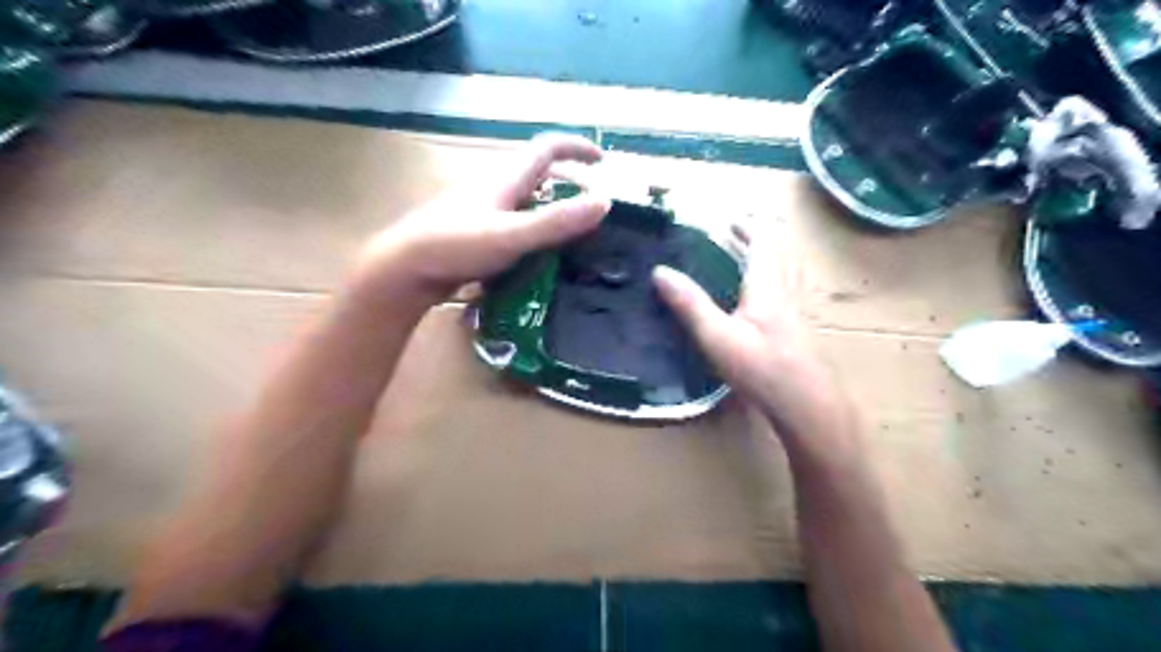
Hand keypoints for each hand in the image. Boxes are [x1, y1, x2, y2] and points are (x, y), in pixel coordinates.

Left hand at [354, 133, 610, 305]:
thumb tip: (605, 202)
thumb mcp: (512, 235)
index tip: (603, 162)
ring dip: (552, 209)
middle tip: (591, 209)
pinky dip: (534, 230)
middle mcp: (495, 188)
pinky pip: (514, 223)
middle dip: (569, 184)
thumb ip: (556, 221)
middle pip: (539, 175)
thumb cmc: (456, 245)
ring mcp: (483, 211)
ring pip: (526, 201)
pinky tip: (539, 256)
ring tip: (573, 236)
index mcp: (505, 179)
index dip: (576, 148)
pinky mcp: (475, 232)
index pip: (546, 149)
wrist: (405, 268)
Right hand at [652, 224, 844, 443]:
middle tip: (737, 231)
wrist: (808, 405)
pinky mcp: (798, 330)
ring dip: (768, 255)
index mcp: (767, 285)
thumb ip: (689, 303)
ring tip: (748, 255)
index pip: (763, 240)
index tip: (731, 217)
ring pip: (786, 270)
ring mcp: (796, 311)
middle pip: (780, 251)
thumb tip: (660, 271)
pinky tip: (762, 298)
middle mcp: (786, 291)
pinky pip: (786, 289)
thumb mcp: (717, 336)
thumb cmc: (762, 368)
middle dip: (759, 235)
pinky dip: (772, 278)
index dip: (749, 225)